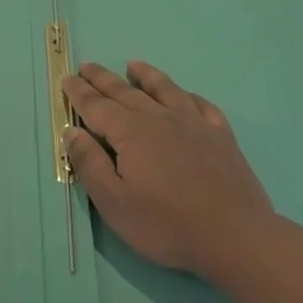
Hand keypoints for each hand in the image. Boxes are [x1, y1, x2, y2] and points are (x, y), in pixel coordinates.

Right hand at [62, 61, 273, 285]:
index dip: (79, 92)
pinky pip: (201, 105)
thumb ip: (90, 164)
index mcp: (130, 132)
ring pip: (164, 89)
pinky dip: (188, 95)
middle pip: (125, 92)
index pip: (97, 106)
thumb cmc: (166, 225)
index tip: (67, 79)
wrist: (235, 237)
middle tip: (87, 66)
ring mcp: (193, 123)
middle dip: (103, 79)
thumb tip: (71, 131)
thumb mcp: (114, 203)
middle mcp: (159, 118)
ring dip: (146, 75)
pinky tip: (184, 96)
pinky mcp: (220, 136)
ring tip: (133, 65)